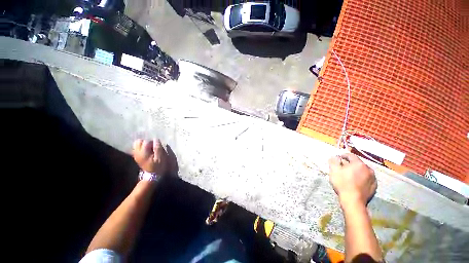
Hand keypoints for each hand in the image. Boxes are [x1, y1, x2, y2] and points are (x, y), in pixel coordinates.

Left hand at [132, 139, 167, 173]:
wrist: (151, 175)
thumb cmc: (158, 166)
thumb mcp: (160, 158)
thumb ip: (158, 148)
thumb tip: (156, 139)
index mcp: (143, 153)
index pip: (146, 142)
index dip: (153, 143)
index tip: (157, 147)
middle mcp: (137, 153)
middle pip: (139, 141)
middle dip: (146, 142)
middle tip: (152, 147)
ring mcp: (135, 154)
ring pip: (136, 144)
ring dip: (143, 144)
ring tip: (149, 148)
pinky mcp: (136, 156)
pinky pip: (136, 148)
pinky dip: (141, 147)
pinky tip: (147, 151)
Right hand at [328, 153, 376, 207]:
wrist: (353, 200)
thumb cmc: (342, 183)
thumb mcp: (334, 170)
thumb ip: (334, 161)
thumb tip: (335, 156)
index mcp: (358, 164)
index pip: (351, 156)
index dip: (344, 156)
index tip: (339, 158)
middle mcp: (368, 169)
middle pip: (358, 163)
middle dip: (350, 164)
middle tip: (343, 168)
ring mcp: (373, 178)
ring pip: (363, 171)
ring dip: (357, 171)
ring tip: (350, 175)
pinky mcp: (374, 186)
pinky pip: (367, 178)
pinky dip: (362, 178)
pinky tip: (356, 182)